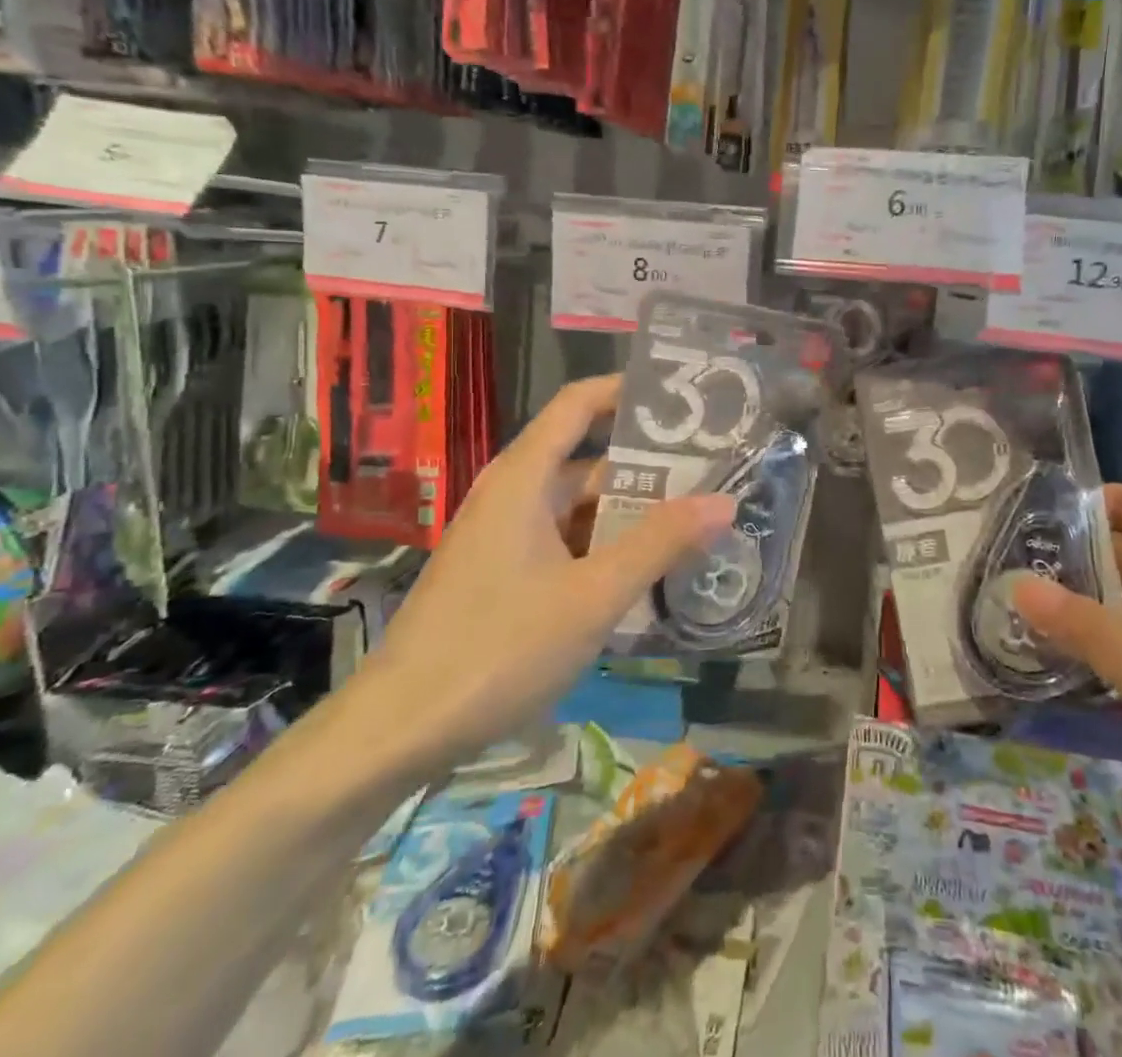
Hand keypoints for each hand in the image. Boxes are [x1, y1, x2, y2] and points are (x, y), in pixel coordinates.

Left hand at [350, 375, 733, 775]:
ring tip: (694, 525)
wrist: (398, 730)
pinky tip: (645, 575)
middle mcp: (511, 495)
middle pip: (587, 461)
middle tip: (713, 475)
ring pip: (577, 509)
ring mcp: (503, 537)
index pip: (579, 404)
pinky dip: (603, 549)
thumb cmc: (499, 647)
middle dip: (648, 468)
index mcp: (524, 478)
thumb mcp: (593, 595)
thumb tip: (724, 500)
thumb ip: (660, 544)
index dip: (627, 391)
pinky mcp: (500, 574)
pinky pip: (563, 543)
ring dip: (630, 516)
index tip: (683, 399)